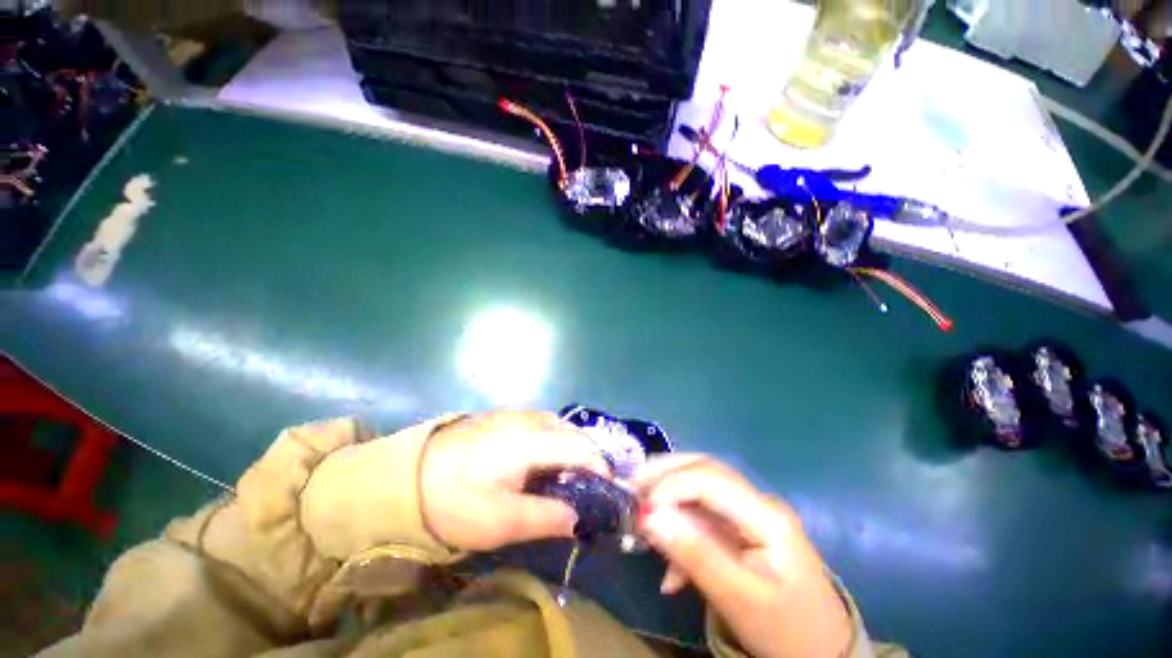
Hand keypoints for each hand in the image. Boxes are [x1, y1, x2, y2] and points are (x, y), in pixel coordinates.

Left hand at [420, 412, 610, 550]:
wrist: (406, 475)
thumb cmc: (455, 500)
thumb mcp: (500, 521)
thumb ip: (545, 517)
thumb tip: (578, 518)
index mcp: (532, 442)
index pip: (581, 448)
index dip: (600, 468)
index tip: (608, 492)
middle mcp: (530, 421)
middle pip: (573, 433)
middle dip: (588, 458)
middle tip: (590, 488)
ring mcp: (515, 416)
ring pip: (558, 426)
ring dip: (571, 447)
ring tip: (569, 476)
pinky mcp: (504, 418)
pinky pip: (542, 424)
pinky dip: (554, 440)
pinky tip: (543, 460)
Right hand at [634, 455, 852, 657]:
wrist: (822, 654)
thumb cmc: (787, 631)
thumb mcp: (739, 599)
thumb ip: (694, 555)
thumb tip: (649, 518)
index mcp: (766, 514)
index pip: (709, 478)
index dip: (670, 485)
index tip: (641, 509)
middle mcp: (756, 502)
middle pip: (704, 470)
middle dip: (665, 474)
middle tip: (631, 487)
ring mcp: (749, 514)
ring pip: (700, 490)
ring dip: (669, 501)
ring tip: (642, 521)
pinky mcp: (741, 530)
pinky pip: (703, 517)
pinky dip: (681, 531)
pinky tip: (670, 568)